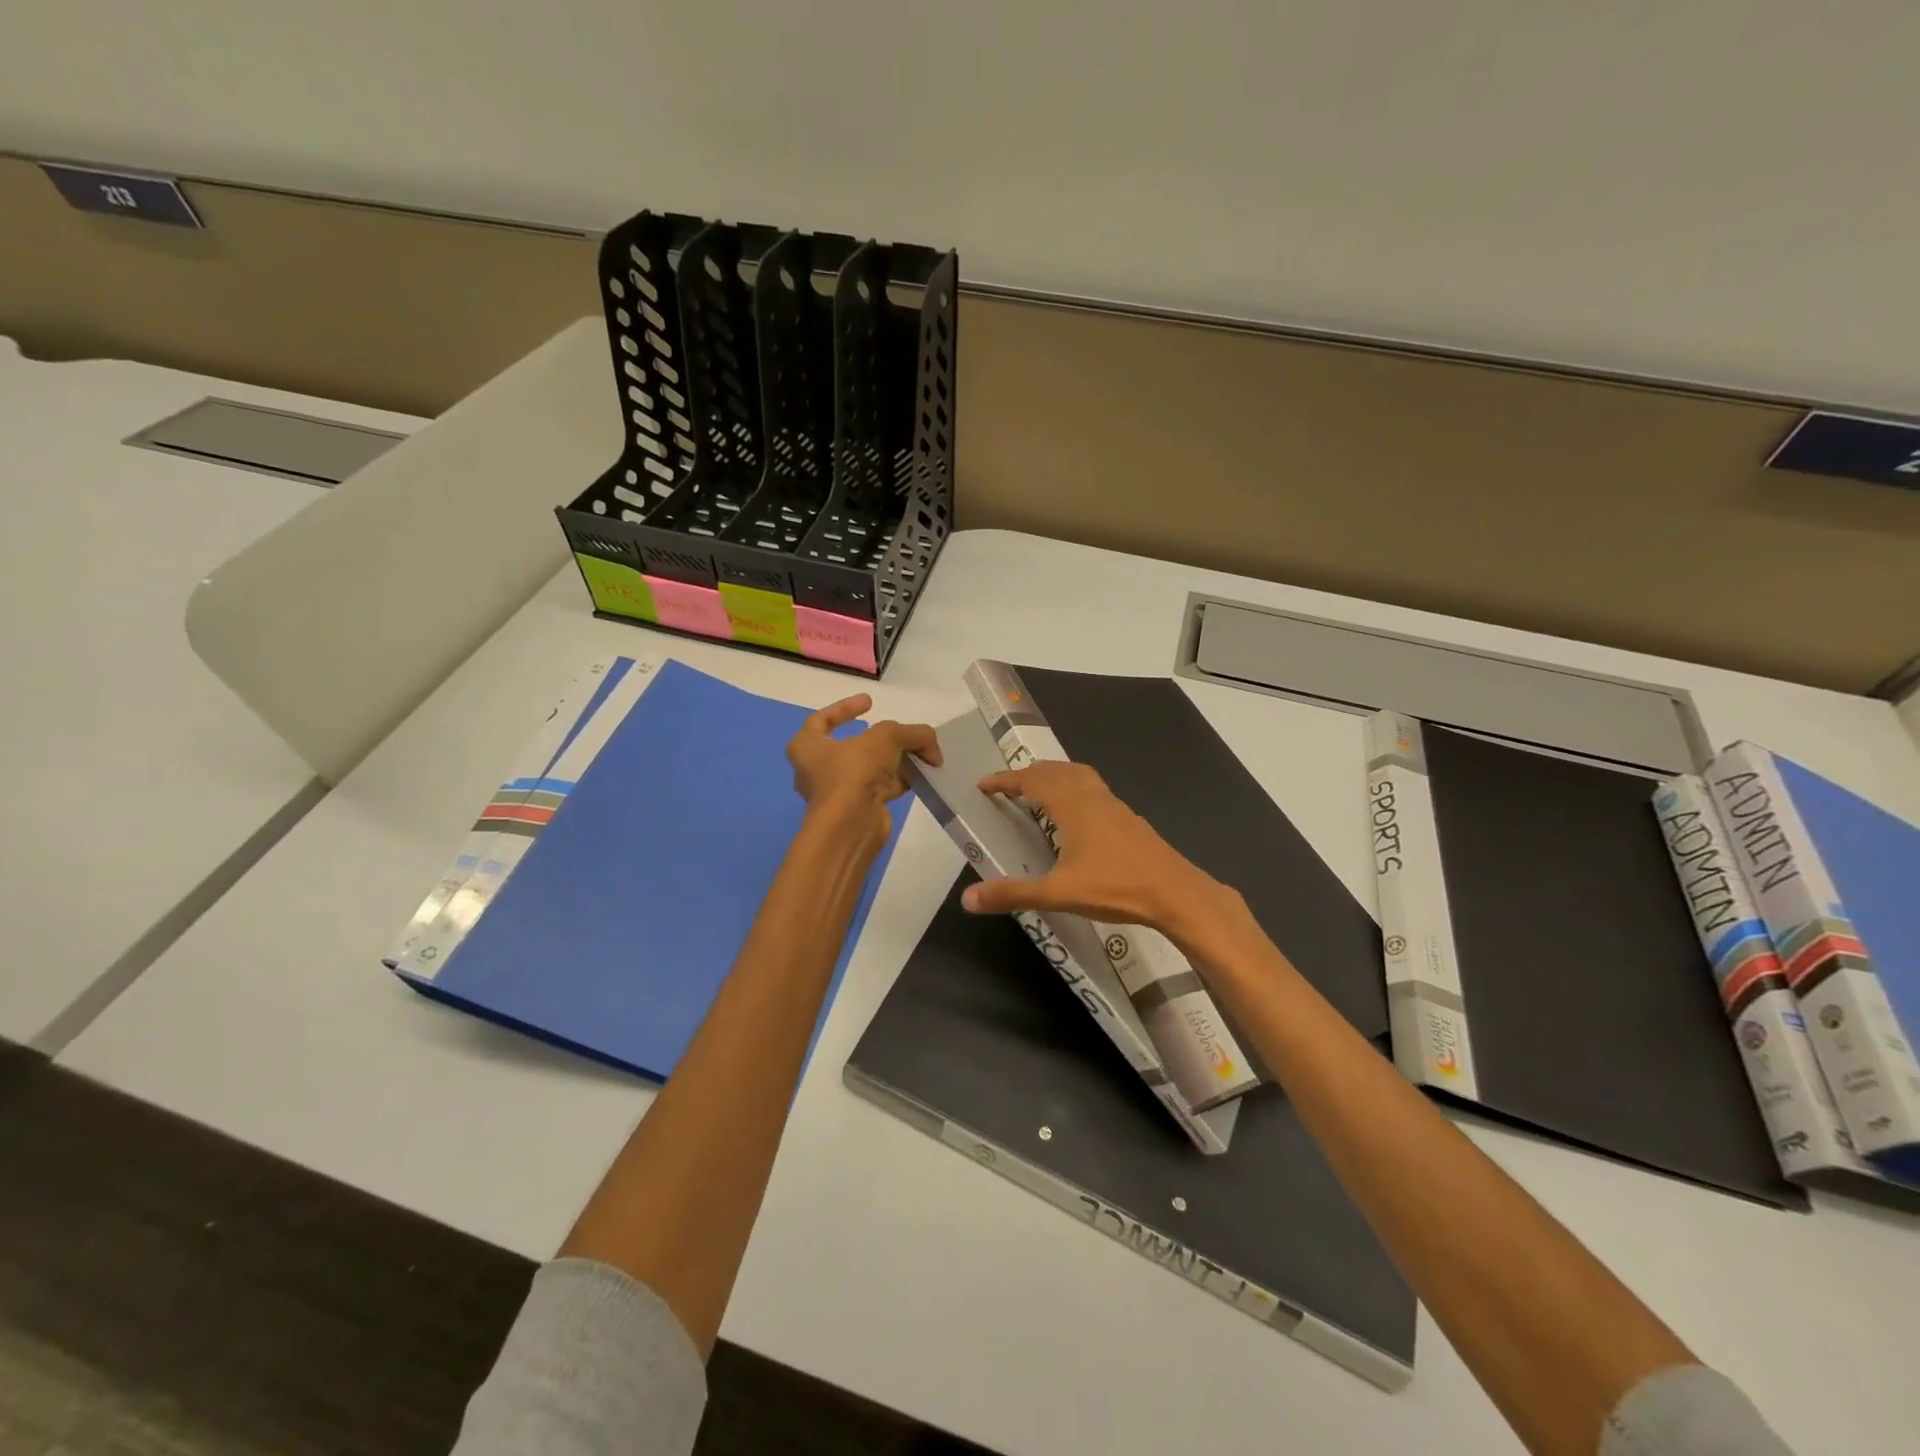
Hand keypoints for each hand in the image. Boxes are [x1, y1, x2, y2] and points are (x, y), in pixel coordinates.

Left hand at [786, 694, 938, 841]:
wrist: (852, 825)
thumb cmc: (854, 772)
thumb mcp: (885, 738)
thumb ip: (911, 733)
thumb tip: (931, 745)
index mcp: (807, 747)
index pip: (821, 720)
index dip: (845, 708)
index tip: (871, 701)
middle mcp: (817, 770)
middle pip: (854, 746)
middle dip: (882, 739)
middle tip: (903, 733)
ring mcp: (838, 792)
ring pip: (870, 768)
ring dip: (896, 760)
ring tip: (921, 753)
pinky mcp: (857, 809)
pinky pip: (880, 788)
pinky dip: (899, 780)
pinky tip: (920, 775)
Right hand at [961, 762, 1233, 937]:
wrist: (1175, 892)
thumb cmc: (1115, 887)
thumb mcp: (1058, 893)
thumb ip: (1013, 893)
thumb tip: (968, 899)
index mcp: (1071, 805)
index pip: (1030, 780)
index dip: (1004, 780)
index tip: (983, 785)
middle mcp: (1091, 796)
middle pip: (1054, 771)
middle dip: (1028, 774)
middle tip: (1007, 788)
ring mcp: (1113, 804)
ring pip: (1078, 775)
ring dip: (1054, 776)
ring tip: (1038, 791)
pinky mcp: (1128, 817)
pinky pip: (1093, 789)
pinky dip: (1074, 789)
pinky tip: (1076, 816)